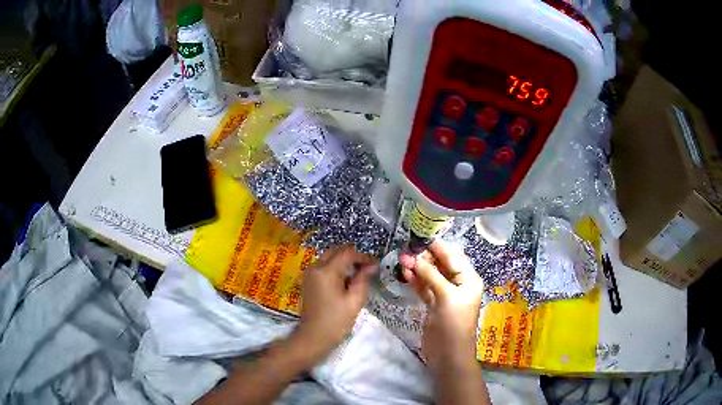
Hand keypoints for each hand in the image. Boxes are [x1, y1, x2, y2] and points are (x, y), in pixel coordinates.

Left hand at [293, 245, 377, 364]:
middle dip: (352, 256)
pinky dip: (335, 268)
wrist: (313, 337)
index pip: (347, 253)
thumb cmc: (336, 321)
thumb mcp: (354, 301)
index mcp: (326, 271)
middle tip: (367, 268)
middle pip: (336, 251)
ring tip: (359, 274)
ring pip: (329, 258)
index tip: (375, 264)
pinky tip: (345, 280)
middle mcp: (315, 267)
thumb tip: (371, 265)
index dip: (363, 257)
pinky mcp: (308, 281)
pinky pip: (323, 267)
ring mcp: (309, 273)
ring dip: (343, 261)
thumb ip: (362, 279)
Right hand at [399, 240, 482, 369]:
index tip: (419, 236)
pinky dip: (416, 280)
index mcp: (469, 279)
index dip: (437, 247)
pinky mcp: (434, 304)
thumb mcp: (446, 297)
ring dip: (418, 268)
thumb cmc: (453, 324)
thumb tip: (413, 257)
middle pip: (441, 265)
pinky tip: (405, 273)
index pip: (453, 257)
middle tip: (405, 250)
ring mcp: (445, 295)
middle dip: (425, 257)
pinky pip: (425, 288)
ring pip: (431, 276)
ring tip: (401, 259)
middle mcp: (458, 284)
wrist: (448, 355)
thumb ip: (430, 275)